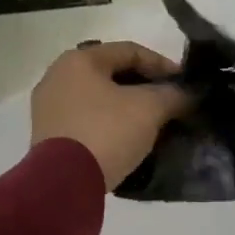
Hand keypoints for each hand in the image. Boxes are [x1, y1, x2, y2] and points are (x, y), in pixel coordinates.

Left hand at [30, 42, 190, 190]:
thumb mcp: (150, 108)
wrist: (63, 184)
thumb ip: (173, 94)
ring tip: (153, 123)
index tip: (184, 84)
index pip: (131, 51)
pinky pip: (86, 120)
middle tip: (170, 102)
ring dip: (127, 107)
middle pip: (113, 74)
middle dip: (145, 87)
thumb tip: (187, 94)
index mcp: (79, 60)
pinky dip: (109, 124)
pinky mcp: (46, 136)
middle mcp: (57, 76)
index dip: (163, 64)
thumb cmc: (106, 132)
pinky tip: (128, 139)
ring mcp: (47, 107)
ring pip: (99, 99)